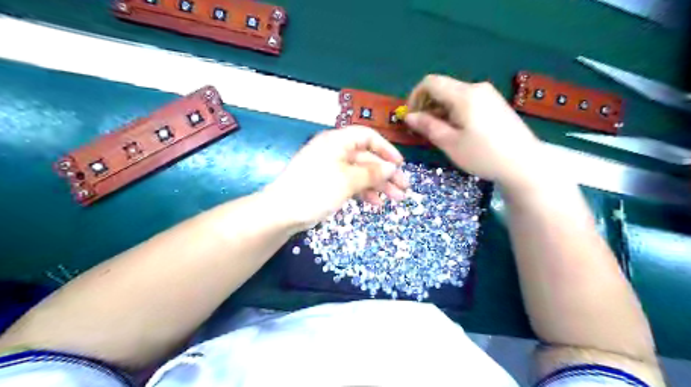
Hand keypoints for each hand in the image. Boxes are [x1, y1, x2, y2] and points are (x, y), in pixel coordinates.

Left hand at [264, 126, 405, 230]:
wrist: (282, 212)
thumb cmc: (316, 190)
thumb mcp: (347, 180)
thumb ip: (371, 172)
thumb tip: (391, 167)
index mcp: (337, 141)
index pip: (367, 136)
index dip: (386, 149)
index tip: (400, 164)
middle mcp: (334, 151)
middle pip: (366, 157)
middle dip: (386, 172)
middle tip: (404, 188)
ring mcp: (330, 168)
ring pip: (360, 172)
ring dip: (378, 185)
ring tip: (396, 198)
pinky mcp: (327, 183)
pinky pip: (350, 183)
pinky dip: (363, 191)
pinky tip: (376, 203)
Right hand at [406, 75, 545, 188]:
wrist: (524, 163)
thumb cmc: (483, 155)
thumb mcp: (450, 143)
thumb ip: (427, 126)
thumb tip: (409, 116)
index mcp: (464, 95)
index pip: (430, 82)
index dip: (415, 97)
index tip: (411, 117)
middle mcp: (476, 88)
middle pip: (442, 87)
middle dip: (427, 105)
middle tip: (422, 128)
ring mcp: (488, 95)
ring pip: (454, 95)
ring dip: (440, 110)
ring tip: (439, 132)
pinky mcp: (494, 103)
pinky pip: (466, 101)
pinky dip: (454, 111)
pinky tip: (457, 130)